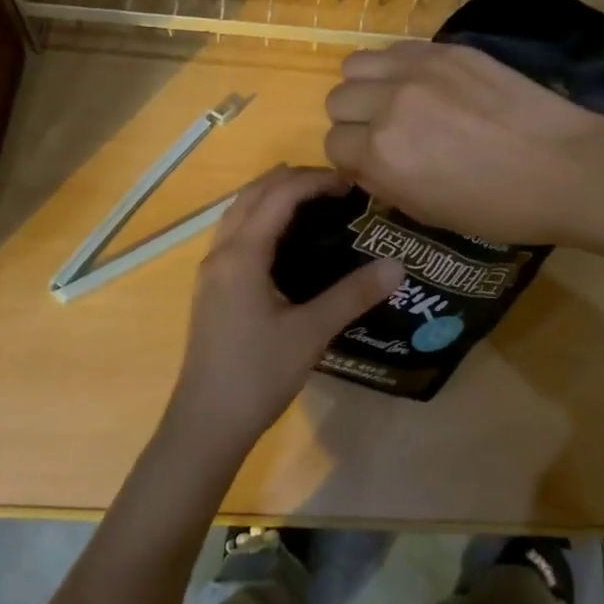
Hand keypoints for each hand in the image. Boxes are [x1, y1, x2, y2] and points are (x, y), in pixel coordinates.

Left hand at [167, 166, 403, 454]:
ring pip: (238, 212)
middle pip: (253, 194)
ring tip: (311, 199)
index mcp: (242, 254)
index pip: (278, 195)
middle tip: (335, 186)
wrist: (206, 424)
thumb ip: (353, 295)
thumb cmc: (257, 375)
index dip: (314, 181)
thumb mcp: (311, 334)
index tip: (351, 183)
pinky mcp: (211, 288)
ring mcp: (211, 270)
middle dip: (292, 180)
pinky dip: (259, 217)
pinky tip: (283, 239)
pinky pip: (235, 233)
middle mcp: (221, 252)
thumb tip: (397, 265)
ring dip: (271, 195)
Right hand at [323, 42, 603, 246]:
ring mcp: (418, 70)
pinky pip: (396, 49)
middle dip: (355, 120)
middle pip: (338, 100)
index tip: (373, 162)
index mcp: (381, 154)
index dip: (351, 158)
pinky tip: (425, 83)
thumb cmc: (497, 207)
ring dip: (367, 85)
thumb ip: (382, 183)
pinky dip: (397, 67)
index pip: (333, 145)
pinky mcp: (446, 50)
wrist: (564, 167)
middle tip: (387, 131)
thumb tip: (361, 163)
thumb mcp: (427, 212)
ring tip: (396, 99)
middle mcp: (389, 105)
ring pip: (356, 65)